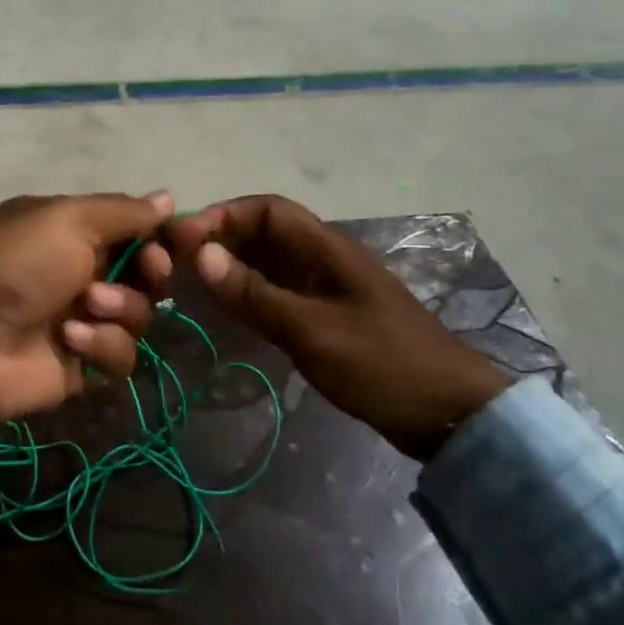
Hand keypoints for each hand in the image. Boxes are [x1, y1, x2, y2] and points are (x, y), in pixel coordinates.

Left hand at [0, 192, 174, 421]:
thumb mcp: (67, 219)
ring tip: (86, 306)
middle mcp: (85, 274)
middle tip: (148, 271)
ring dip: (121, 308)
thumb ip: (123, 211)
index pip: (138, 232)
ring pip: (141, 316)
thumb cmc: (15, 262)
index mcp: (77, 233)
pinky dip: (102, 346)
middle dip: (152, 272)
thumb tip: (168, 198)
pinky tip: (70, 340)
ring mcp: (84, 321)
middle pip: (148, 276)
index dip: (164, 236)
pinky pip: (122, 357)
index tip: (187, 238)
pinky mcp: (82, 366)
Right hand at [164, 196, 510, 458]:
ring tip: (188, 283)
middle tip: (175, 262)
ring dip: (230, 266)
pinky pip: (277, 292)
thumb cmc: (382, 364)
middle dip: (220, 239)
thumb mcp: (312, 330)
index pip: (268, 210)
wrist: (448, 414)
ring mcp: (326, 289)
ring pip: (267, 263)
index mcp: (327, 249)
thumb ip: (255, 294)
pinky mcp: (326, 316)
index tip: (183, 238)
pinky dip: (247, 293)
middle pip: (264, 233)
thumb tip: (199, 254)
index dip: (224, 215)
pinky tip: (224, 309)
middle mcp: (323, 259)